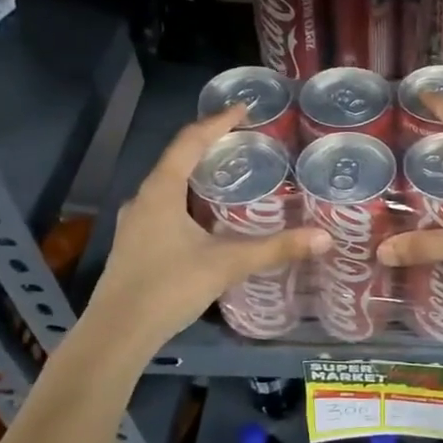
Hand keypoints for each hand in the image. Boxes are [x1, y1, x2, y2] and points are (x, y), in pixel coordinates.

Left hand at [86, 107, 327, 355]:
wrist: (118, 333)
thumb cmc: (169, 287)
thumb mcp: (227, 264)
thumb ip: (275, 248)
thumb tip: (324, 237)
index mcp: (161, 191)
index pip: (190, 141)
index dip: (218, 122)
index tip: (244, 108)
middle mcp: (143, 199)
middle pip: (177, 159)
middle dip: (210, 146)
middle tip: (244, 142)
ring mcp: (135, 222)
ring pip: (169, 185)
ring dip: (197, 174)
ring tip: (230, 175)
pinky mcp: (135, 244)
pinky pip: (165, 207)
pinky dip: (188, 199)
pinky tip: (207, 218)